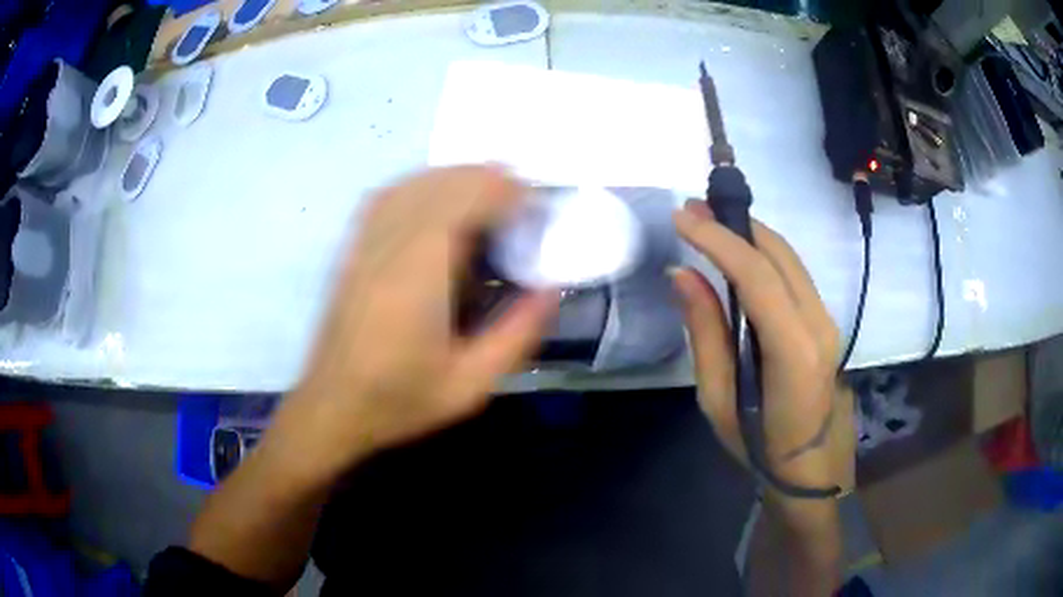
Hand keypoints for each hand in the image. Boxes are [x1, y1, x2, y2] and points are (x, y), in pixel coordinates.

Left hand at [263, 166, 558, 486]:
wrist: (332, 406)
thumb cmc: (400, 399)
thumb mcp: (471, 384)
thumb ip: (518, 334)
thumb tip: (553, 287)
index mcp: (420, 273)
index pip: (466, 200)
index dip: (506, 192)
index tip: (536, 207)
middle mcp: (390, 244)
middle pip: (442, 183)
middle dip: (488, 180)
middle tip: (522, 202)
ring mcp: (365, 242)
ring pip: (415, 183)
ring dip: (457, 178)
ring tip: (490, 194)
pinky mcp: (352, 248)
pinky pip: (388, 196)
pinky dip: (422, 186)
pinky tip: (439, 200)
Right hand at [671, 200, 854, 502]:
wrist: (812, 466)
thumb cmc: (760, 445)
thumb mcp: (719, 400)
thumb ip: (706, 332)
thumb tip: (683, 274)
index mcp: (794, 352)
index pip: (759, 277)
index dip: (720, 241)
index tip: (682, 218)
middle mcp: (818, 325)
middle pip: (778, 255)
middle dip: (733, 225)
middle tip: (690, 211)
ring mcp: (827, 320)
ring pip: (789, 258)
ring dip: (748, 234)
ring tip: (707, 224)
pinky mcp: (824, 321)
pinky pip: (793, 273)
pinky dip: (763, 253)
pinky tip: (737, 252)